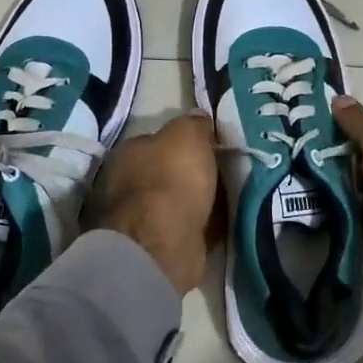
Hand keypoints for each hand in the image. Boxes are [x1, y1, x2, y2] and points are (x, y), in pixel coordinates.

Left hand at [83, 110, 218, 296]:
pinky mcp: (161, 244)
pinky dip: (206, 224)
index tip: (213, 144)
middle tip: (226, 170)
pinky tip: (227, 220)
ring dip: (202, 200)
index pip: (159, 140)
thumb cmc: (172, 179)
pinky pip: (191, 226)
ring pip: (181, 200)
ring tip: (232, 195)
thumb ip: (193, 124)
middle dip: (194, 172)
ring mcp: (143, 217)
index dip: (186, 141)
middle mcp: (130, 183)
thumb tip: (199, 118)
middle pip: (169, 171)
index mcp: (130, 152)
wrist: (165, 243)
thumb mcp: (187, 135)